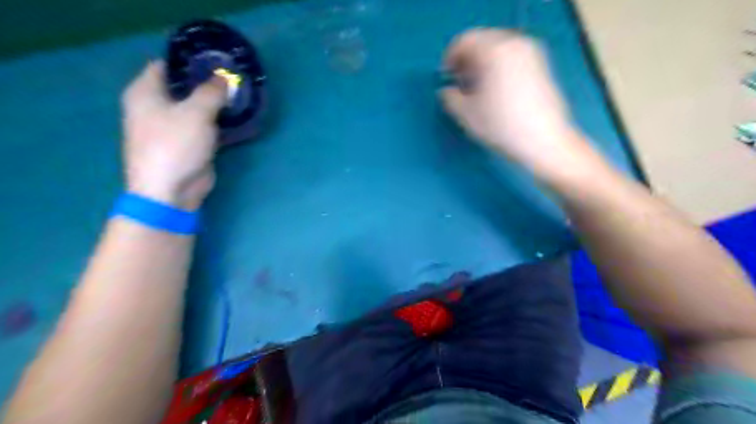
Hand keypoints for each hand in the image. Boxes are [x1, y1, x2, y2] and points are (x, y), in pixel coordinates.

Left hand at [121, 61, 225, 210]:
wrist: (171, 190)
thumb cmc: (175, 145)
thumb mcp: (196, 113)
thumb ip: (211, 92)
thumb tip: (224, 78)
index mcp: (145, 93)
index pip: (165, 66)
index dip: (188, 61)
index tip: (214, 60)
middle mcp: (154, 107)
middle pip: (182, 88)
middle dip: (206, 83)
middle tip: (232, 79)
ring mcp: (171, 128)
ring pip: (195, 108)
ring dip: (213, 104)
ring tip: (237, 96)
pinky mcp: (187, 145)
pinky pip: (203, 126)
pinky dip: (216, 122)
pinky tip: (233, 117)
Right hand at [441, 28, 579, 171]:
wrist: (543, 140)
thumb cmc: (500, 126)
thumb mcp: (465, 114)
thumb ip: (449, 97)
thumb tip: (447, 90)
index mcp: (493, 51)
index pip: (464, 42)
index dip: (450, 59)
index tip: (446, 78)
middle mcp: (514, 44)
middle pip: (482, 42)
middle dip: (467, 61)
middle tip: (460, 84)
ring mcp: (531, 53)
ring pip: (498, 50)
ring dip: (483, 65)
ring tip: (477, 89)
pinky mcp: (541, 66)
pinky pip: (512, 58)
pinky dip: (499, 68)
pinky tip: (496, 91)